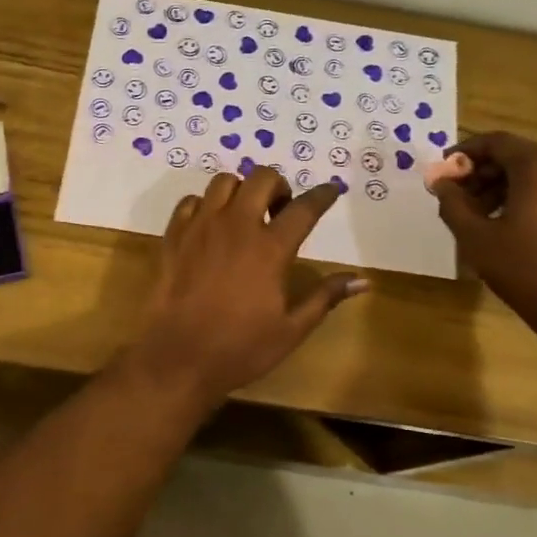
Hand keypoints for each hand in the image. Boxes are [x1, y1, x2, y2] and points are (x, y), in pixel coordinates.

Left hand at [125, 167, 366, 406]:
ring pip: (223, 182)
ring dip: (240, 190)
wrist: (178, 358)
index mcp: (270, 248)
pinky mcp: (173, 236)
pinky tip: (210, 226)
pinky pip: (190, 201)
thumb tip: (362, 280)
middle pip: (262, 178)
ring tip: (244, 214)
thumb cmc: (240, 348)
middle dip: (278, 186)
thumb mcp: (291, 329)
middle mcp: (236, 226)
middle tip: (279, 211)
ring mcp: (200, 227)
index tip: (331, 191)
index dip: (322, 195)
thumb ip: (325, 297)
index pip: (304, 208)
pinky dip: (205, 205)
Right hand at [431, 133, 536, 337]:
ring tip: (480, 215)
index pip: (495, 142)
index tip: (443, 172)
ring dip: (502, 185)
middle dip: (482, 172)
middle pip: (515, 155)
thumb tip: (439, 182)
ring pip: (534, 172)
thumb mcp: (475, 238)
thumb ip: (452, 203)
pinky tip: (509, 223)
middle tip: (457, 198)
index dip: (465, 153)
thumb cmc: (524, 269)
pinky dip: (527, 195)